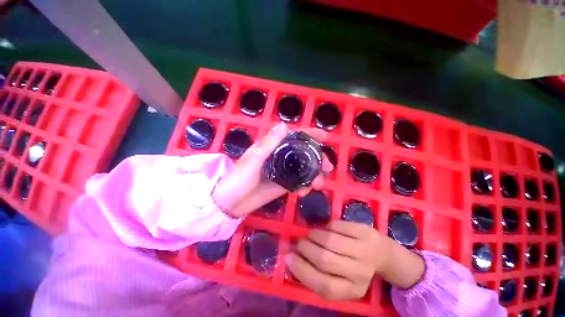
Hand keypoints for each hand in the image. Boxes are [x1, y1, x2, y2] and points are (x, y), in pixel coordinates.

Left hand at [212, 122, 332, 217]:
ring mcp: (283, 172)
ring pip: (305, 169)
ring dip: (315, 174)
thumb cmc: (238, 179)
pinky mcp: (284, 185)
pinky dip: (306, 186)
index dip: (310, 135)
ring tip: (318, 184)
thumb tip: (285, 125)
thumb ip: (268, 144)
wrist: (231, 203)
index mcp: (273, 147)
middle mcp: (281, 157)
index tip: (326, 137)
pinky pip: (300, 182)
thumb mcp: (253, 160)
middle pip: (304, 153)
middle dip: (318, 159)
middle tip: (327, 167)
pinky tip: (304, 193)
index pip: (294, 137)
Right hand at [286, 221, 424, 300]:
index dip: (302, 270)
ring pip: (330, 241)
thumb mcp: (340, 278)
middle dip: (306, 249)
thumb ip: (318, 274)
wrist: (382, 253)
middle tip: (300, 242)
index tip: (289, 257)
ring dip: (314, 235)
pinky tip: (326, 229)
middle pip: (325, 260)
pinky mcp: (365, 231)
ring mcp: (364, 250)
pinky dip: (326, 226)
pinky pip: (337, 225)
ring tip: (311, 234)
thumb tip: (291, 257)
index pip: (323, 286)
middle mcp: (360, 273)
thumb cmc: (355, 267)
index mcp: (352, 290)